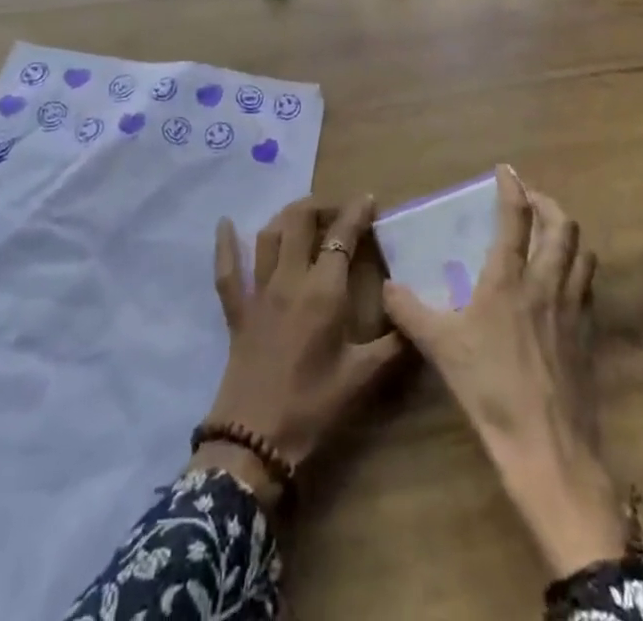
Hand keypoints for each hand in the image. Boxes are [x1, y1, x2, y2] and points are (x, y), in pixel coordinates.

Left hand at [192, 196, 404, 506]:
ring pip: (269, 235)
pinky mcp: (237, 311)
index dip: (356, 213)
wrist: (254, 442)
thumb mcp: (362, 378)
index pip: (342, 236)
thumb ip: (393, 345)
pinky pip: (227, 271)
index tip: (368, 199)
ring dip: (287, 217)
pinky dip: (226, 245)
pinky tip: (225, 223)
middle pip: (301, 221)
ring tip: (303, 215)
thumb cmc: (312, 407)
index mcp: (323, 292)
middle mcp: (290, 279)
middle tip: (339, 211)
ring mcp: (258, 292)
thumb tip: (417, 319)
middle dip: (321, 206)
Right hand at [382, 166, 624, 577]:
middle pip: (562, 226)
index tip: (506, 170)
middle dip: (548, 204)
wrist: (548, 447)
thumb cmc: (491, 389)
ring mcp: (574, 308)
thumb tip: (386, 288)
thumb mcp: (441, 348)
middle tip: (532, 200)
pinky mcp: (589, 334)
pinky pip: (588, 286)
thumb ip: (411, 313)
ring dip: (568, 235)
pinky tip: (564, 283)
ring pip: (583, 253)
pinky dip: (578, 269)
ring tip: (552, 234)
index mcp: (510, 279)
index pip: (516, 218)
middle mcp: (547, 283)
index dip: (512, 187)